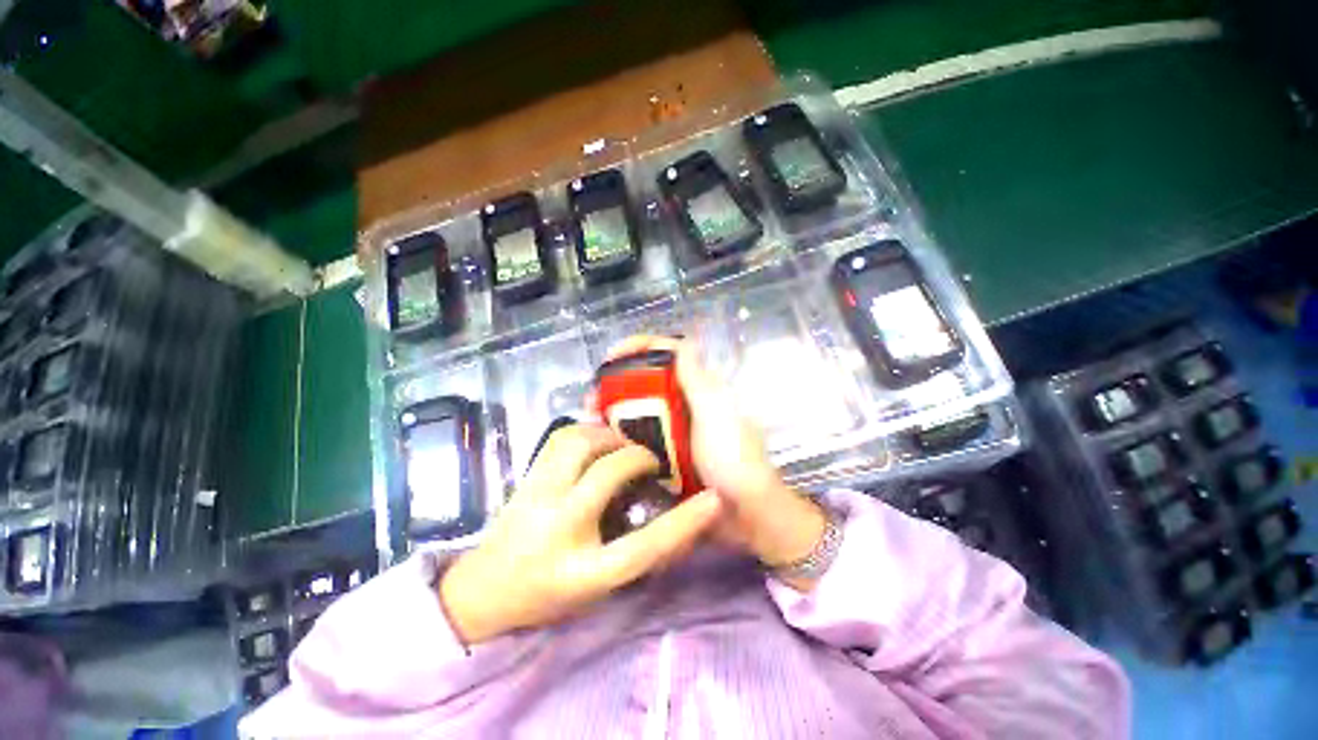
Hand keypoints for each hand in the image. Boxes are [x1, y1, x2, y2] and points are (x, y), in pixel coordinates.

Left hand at [439, 424, 721, 643]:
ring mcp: (537, 497)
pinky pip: (560, 438)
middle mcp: (559, 529)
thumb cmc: (547, 595)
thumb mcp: (598, 588)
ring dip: (610, 437)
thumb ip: (636, 553)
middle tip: (649, 459)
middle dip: (638, 456)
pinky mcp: (525, 477)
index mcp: (583, 571)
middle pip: (609, 474)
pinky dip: (586, 430)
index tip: (714, 498)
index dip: (685, 523)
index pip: (644, 547)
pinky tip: (596, 439)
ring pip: (579, 443)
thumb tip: (676, 520)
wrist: (484, 591)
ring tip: (622, 445)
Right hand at [603, 337, 826, 578]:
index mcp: (700, 388)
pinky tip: (600, 443)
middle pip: (647, 382)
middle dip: (617, 383)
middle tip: (591, 397)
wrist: (746, 513)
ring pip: (639, 410)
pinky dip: (620, 436)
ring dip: (613, 410)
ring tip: (588, 419)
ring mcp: (676, 431)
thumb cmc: (733, 458)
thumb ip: (699, 380)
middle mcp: (685, 404)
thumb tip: (686, 341)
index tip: (612, 356)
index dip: (640, 347)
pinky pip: (640, 438)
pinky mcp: (668, 454)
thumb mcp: (715, 414)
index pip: (669, 354)